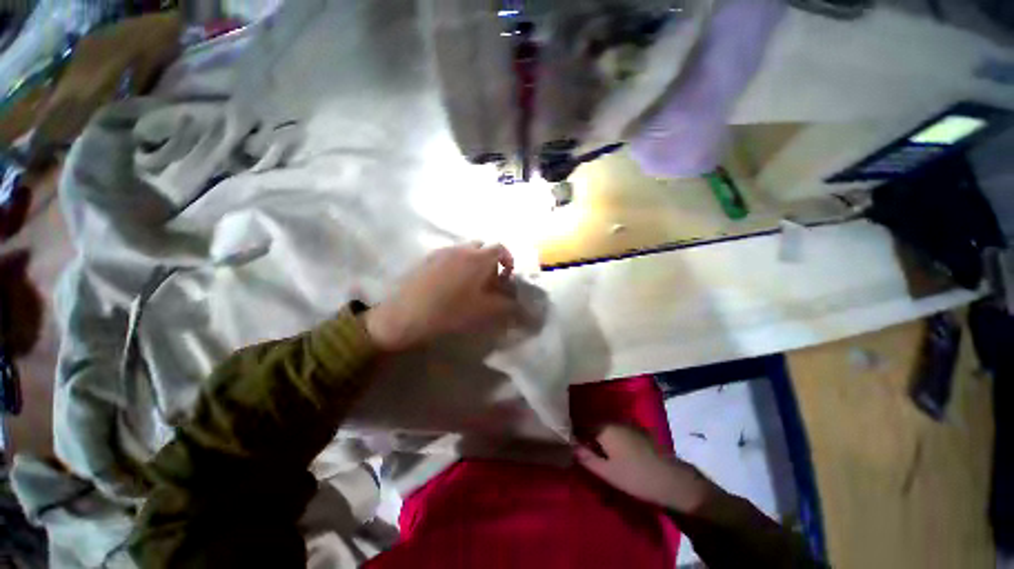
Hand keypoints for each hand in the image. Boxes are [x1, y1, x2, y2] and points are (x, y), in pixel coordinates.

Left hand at [364, 243, 518, 350]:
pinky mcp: (426, 258)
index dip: (508, 259)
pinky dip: (456, 264)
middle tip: (489, 280)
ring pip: (464, 250)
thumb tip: (518, 303)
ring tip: (469, 283)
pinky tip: (449, 283)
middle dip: (490, 260)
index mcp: (477, 258)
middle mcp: (460, 249)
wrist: (406, 314)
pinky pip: (448, 255)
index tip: (507, 275)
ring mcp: (441, 252)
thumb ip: (506, 304)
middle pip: (482, 247)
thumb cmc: (450, 311)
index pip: (500, 248)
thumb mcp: (484, 310)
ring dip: (472, 261)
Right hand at [575, 424, 717, 513]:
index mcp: (604, 428)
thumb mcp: (606, 472)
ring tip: (601, 453)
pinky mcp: (640, 432)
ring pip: (608, 427)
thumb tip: (571, 446)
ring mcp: (629, 425)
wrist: (670, 479)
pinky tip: (617, 452)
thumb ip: (586, 458)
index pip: (583, 424)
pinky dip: (614, 438)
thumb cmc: (634, 476)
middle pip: (596, 425)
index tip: (572, 444)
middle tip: (585, 451)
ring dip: (602, 437)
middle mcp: (615, 421)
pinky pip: (620, 431)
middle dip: (589, 435)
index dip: (576, 433)